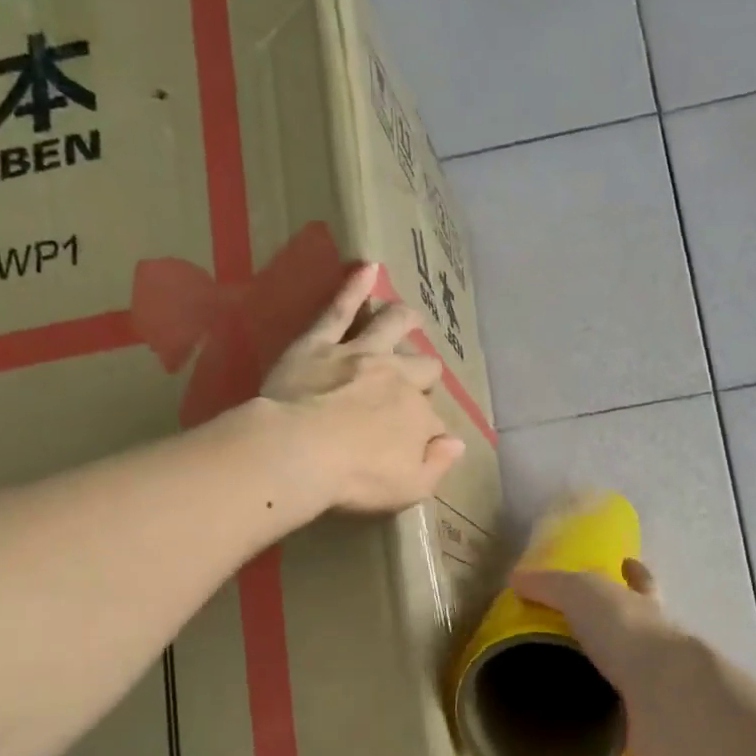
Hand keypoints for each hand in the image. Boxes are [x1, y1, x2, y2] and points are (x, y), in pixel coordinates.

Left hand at [261, 263, 465, 513]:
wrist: (299, 452)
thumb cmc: (356, 478)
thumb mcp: (410, 488)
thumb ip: (437, 465)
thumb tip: (456, 443)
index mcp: (419, 417)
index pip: (433, 422)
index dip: (428, 433)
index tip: (418, 444)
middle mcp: (397, 379)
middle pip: (421, 369)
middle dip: (424, 373)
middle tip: (420, 377)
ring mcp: (359, 356)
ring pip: (390, 327)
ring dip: (404, 320)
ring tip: (411, 316)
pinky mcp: (319, 344)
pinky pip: (339, 310)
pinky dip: (354, 287)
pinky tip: (367, 268)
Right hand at [510, 557, 668, 755]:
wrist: (666, 695)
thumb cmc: (627, 635)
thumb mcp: (583, 594)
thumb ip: (550, 585)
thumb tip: (515, 580)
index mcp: (643, 617)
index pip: (641, 586)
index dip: (634, 574)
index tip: (627, 564)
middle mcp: (656, 658)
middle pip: (637, 650)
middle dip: (615, 654)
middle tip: (573, 665)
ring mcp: (658, 703)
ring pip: (631, 711)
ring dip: (605, 722)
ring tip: (565, 731)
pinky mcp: (655, 746)